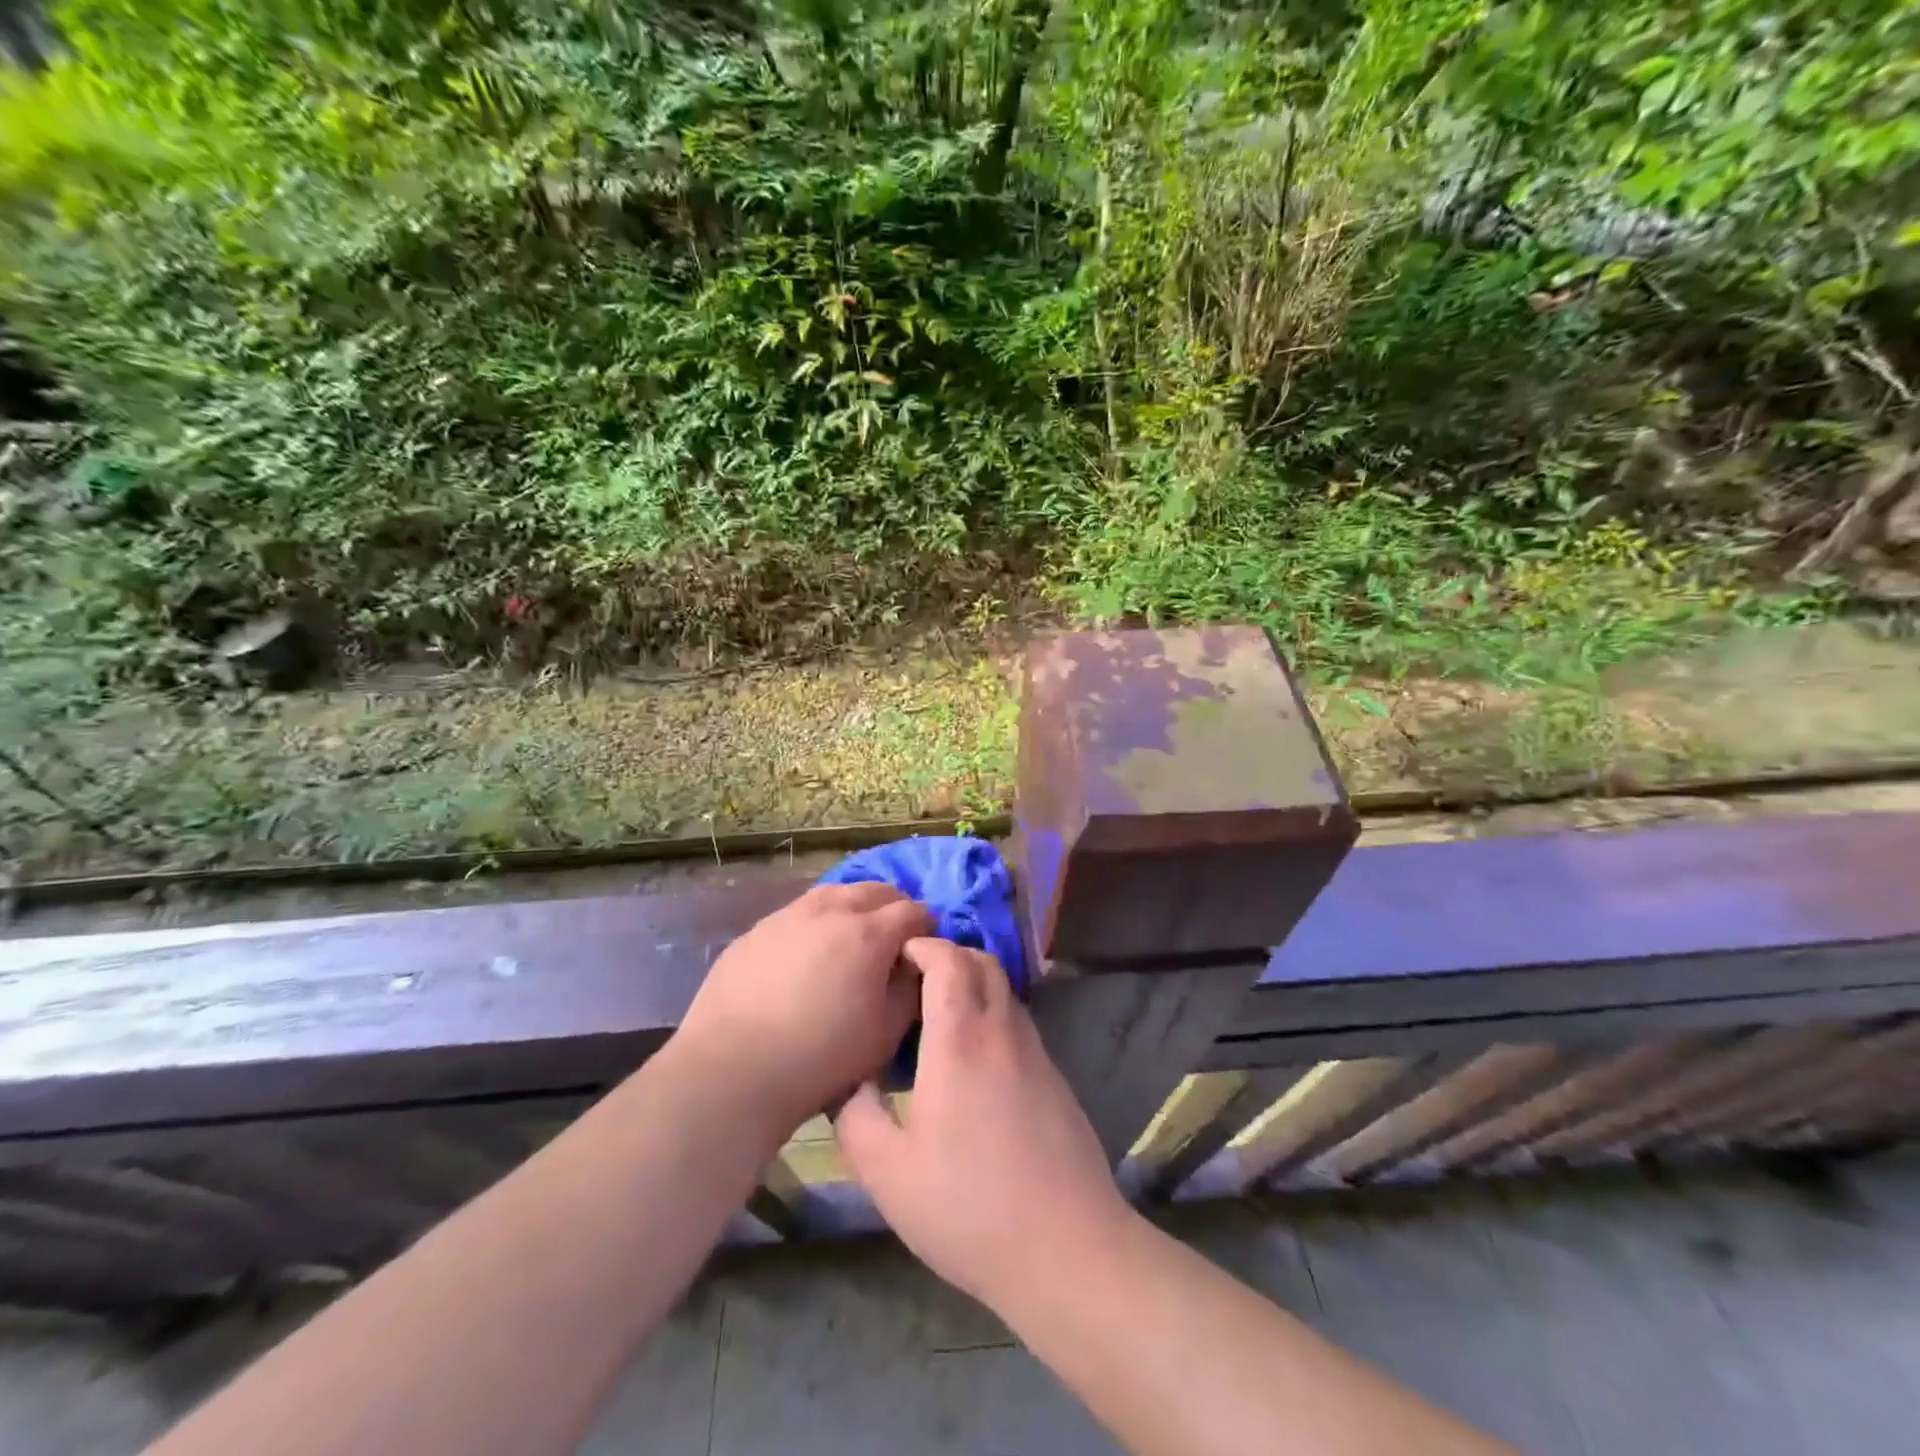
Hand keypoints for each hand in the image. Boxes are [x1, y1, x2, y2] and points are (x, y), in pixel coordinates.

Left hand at [677, 883, 930, 1133]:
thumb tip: (913, 965)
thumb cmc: (821, 1056)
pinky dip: (815, 924)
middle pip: (875, 890)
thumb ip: (909, 989)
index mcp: (869, 932)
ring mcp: (788, 915)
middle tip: (890, 940)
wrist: (733, 1069)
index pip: (913, 911)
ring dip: (852, 908)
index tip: (921, 951)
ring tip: (849, 940)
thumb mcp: (886, 1032)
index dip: (924, 928)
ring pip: (833, 894)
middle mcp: (830, 910)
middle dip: (892, 908)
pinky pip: (797, 914)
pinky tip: (805, 956)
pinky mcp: (756, 930)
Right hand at [835, 938, 1130, 1311]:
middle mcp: (1002, 1031)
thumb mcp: (886, 1171)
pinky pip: (1018, 1023)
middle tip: (915, 980)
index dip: (923, 946)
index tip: (898, 955)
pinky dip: (992, 1016)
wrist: (1066, 1248)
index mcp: (960, 1039)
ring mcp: (1036, 1053)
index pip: (948, 960)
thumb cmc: (967, 1206)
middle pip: (983, 963)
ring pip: (1005, 992)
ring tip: (940, 1018)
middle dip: (949, 955)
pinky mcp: (1055, 1078)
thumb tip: (854, 1082)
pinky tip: (974, 1061)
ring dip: (974, 985)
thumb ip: (856, 1116)